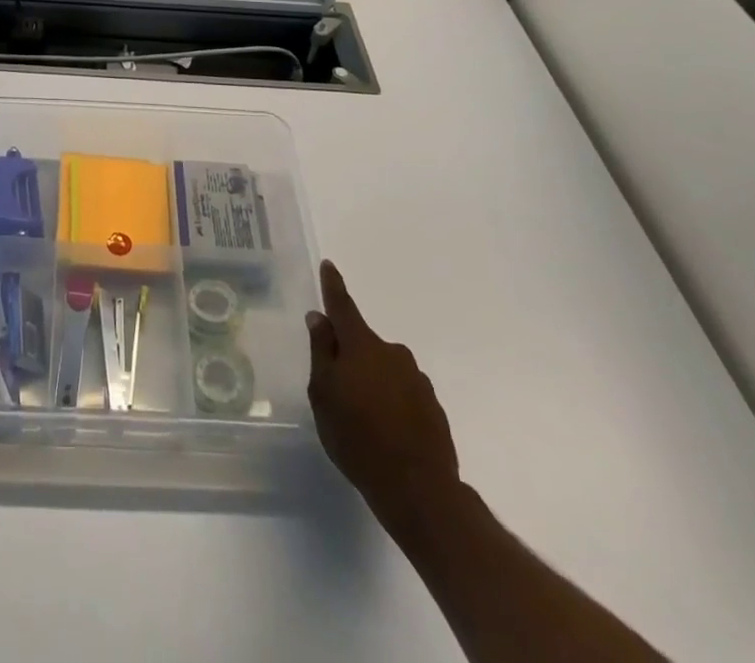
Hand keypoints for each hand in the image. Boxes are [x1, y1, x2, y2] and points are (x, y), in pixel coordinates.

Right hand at [307, 259, 459, 520]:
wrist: (419, 490)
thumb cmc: (357, 437)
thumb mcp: (323, 395)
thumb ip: (321, 352)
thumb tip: (319, 317)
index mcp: (362, 345)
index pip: (343, 306)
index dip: (333, 286)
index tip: (329, 265)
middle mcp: (393, 353)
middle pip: (364, 344)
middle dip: (351, 356)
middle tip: (338, 388)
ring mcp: (417, 379)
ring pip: (386, 370)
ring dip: (373, 382)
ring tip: (363, 419)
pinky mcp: (434, 408)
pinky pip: (404, 394)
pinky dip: (393, 403)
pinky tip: (387, 432)